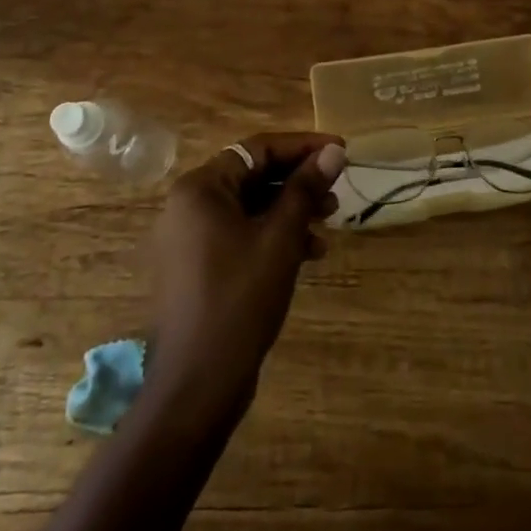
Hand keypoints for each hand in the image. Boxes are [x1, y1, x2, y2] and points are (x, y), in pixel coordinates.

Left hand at [145, 133, 346, 418]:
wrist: (198, 384)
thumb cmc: (240, 299)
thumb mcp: (281, 238)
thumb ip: (305, 188)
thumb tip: (333, 150)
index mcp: (201, 188)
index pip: (258, 149)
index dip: (304, 147)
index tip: (342, 150)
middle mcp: (189, 205)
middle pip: (254, 176)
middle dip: (299, 182)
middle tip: (337, 192)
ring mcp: (190, 238)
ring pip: (251, 206)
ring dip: (291, 210)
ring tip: (329, 222)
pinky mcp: (198, 266)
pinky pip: (241, 233)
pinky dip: (274, 235)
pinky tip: (308, 253)